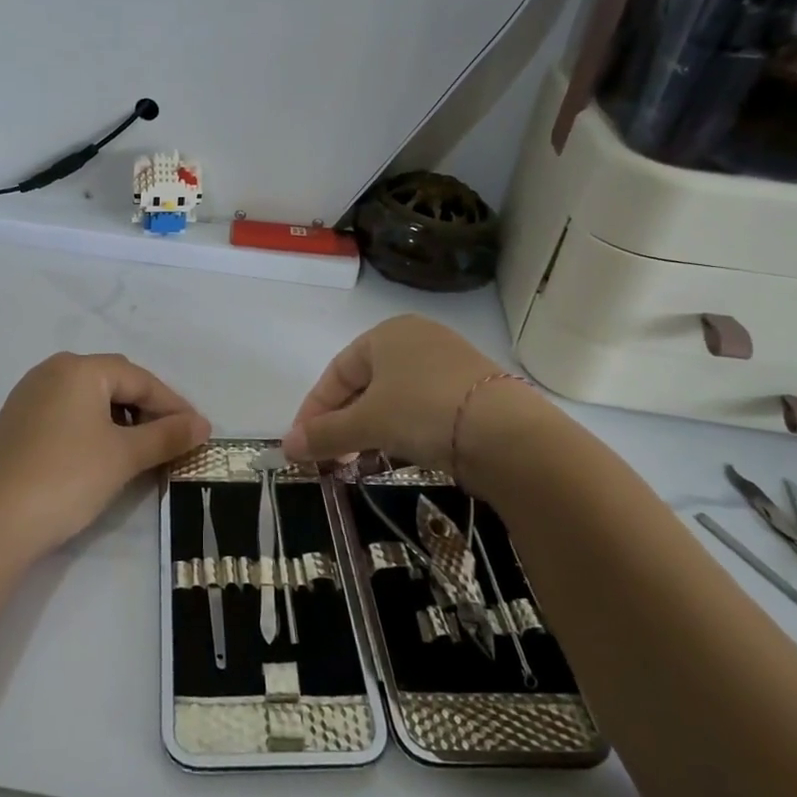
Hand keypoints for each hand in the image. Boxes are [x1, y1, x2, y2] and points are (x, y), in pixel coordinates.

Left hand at [0, 353, 210, 559]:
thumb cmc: (67, 477)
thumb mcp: (125, 456)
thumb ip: (167, 435)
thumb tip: (203, 424)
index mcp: (80, 368)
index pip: (140, 379)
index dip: (173, 405)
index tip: (198, 431)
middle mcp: (52, 371)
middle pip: (114, 382)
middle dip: (147, 409)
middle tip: (173, 439)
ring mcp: (30, 396)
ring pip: (89, 398)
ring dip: (120, 419)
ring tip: (141, 449)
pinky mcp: (17, 422)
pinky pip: (67, 413)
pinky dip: (92, 428)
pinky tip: (102, 454)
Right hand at [283, 315, 543, 472]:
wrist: (509, 434)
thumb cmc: (423, 411)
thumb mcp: (367, 423)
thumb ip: (324, 434)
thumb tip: (287, 448)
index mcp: (386, 334)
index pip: (336, 372)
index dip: (314, 409)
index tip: (301, 444)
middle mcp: (417, 339)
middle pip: (364, 384)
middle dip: (342, 423)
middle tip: (330, 457)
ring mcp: (448, 363)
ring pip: (393, 398)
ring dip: (369, 430)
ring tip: (359, 462)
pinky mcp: (472, 390)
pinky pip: (422, 408)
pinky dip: (402, 431)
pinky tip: (398, 456)